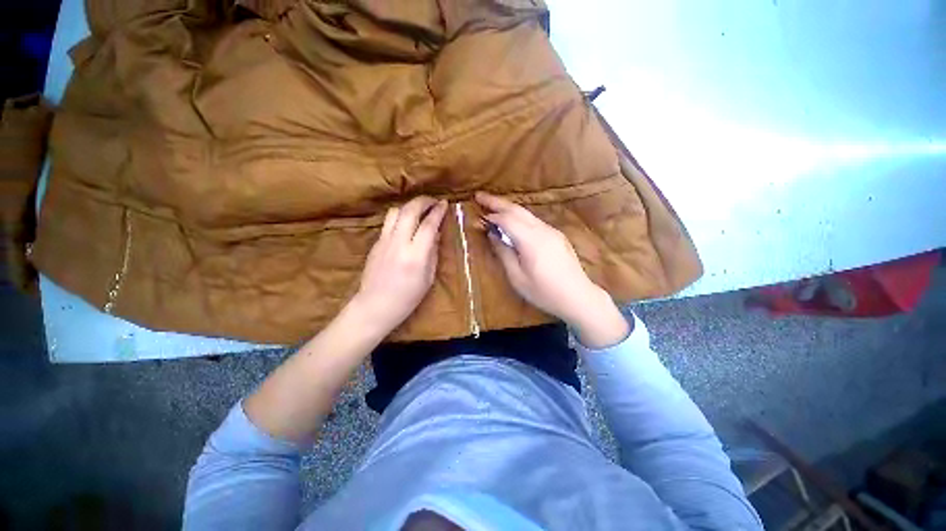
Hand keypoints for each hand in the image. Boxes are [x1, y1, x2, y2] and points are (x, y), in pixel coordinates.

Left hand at [349, 196, 447, 337]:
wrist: (375, 306)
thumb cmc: (407, 297)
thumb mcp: (428, 278)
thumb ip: (433, 253)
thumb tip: (435, 234)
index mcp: (416, 256)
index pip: (428, 225)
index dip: (438, 212)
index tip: (444, 204)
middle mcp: (399, 243)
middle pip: (410, 211)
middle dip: (423, 201)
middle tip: (433, 201)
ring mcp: (384, 241)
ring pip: (395, 212)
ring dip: (409, 206)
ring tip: (419, 210)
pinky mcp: (376, 243)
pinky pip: (388, 222)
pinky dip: (400, 216)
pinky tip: (406, 223)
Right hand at [476, 192, 630, 347]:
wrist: (577, 297)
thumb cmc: (544, 292)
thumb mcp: (517, 277)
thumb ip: (504, 253)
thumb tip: (492, 235)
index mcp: (531, 241)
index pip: (507, 220)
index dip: (491, 216)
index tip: (477, 217)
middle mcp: (542, 230)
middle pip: (517, 210)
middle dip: (497, 202)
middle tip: (480, 196)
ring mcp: (552, 231)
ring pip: (527, 213)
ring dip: (508, 208)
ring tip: (492, 206)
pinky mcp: (556, 235)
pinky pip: (534, 221)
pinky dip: (519, 217)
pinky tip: (512, 222)